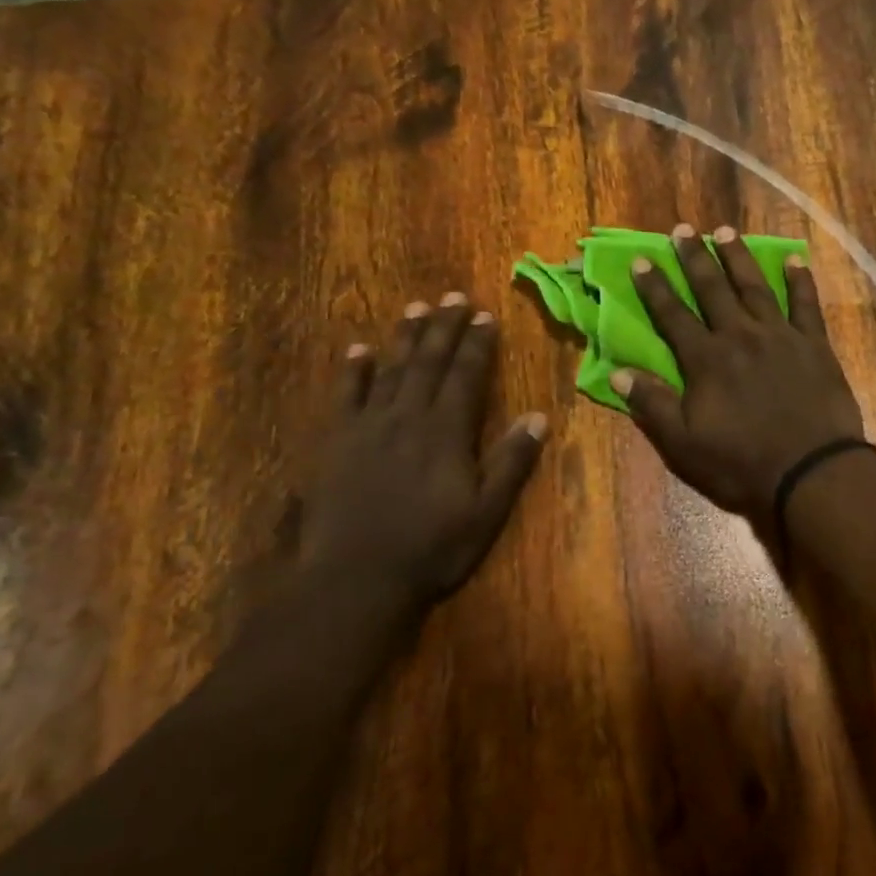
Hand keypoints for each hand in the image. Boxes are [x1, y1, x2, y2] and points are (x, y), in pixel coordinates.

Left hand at [300, 294, 547, 622]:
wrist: (354, 580)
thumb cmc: (431, 549)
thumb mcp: (486, 513)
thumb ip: (511, 463)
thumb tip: (539, 417)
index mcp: (447, 432)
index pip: (466, 375)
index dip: (477, 344)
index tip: (485, 315)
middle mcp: (408, 417)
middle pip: (429, 362)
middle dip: (444, 327)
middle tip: (454, 296)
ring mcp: (368, 426)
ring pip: (391, 369)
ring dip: (405, 337)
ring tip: (416, 307)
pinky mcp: (336, 442)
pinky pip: (345, 396)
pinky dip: (353, 371)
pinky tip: (358, 350)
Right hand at [615, 224, 863, 518]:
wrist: (810, 471)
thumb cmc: (741, 462)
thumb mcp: (683, 444)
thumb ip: (652, 404)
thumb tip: (617, 372)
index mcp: (706, 359)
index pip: (673, 315)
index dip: (655, 286)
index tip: (641, 258)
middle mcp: (740, 336)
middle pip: (713, 289)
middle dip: (694, 258)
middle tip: (682, 229)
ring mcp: (780, 336)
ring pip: (755, 287)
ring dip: (738, 257)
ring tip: (725, 231)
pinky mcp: (814, 345)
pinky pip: (806, 304)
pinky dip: (800, 280)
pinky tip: (794, 260)